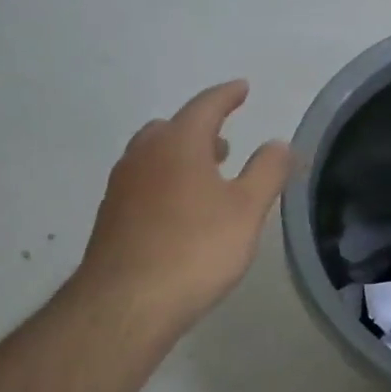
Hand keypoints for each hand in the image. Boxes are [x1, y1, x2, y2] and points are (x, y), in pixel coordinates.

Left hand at [73, 81, 291, 332]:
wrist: (126, 303)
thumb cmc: (195, 248)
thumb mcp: (247, 209)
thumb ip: (267, 171)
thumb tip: (279, 142)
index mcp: (178, 143)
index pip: (205, 106)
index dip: (227, 95)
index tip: (243, 88)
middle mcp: (143, 155)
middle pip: (172, 128)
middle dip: (200, 129)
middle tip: (225, 141)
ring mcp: (122, 186)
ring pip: (153, 156)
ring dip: (181, 156)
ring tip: (207, 176)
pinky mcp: (111, 217)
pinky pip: (143, 184)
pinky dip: (165, 182)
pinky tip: (180, 211)